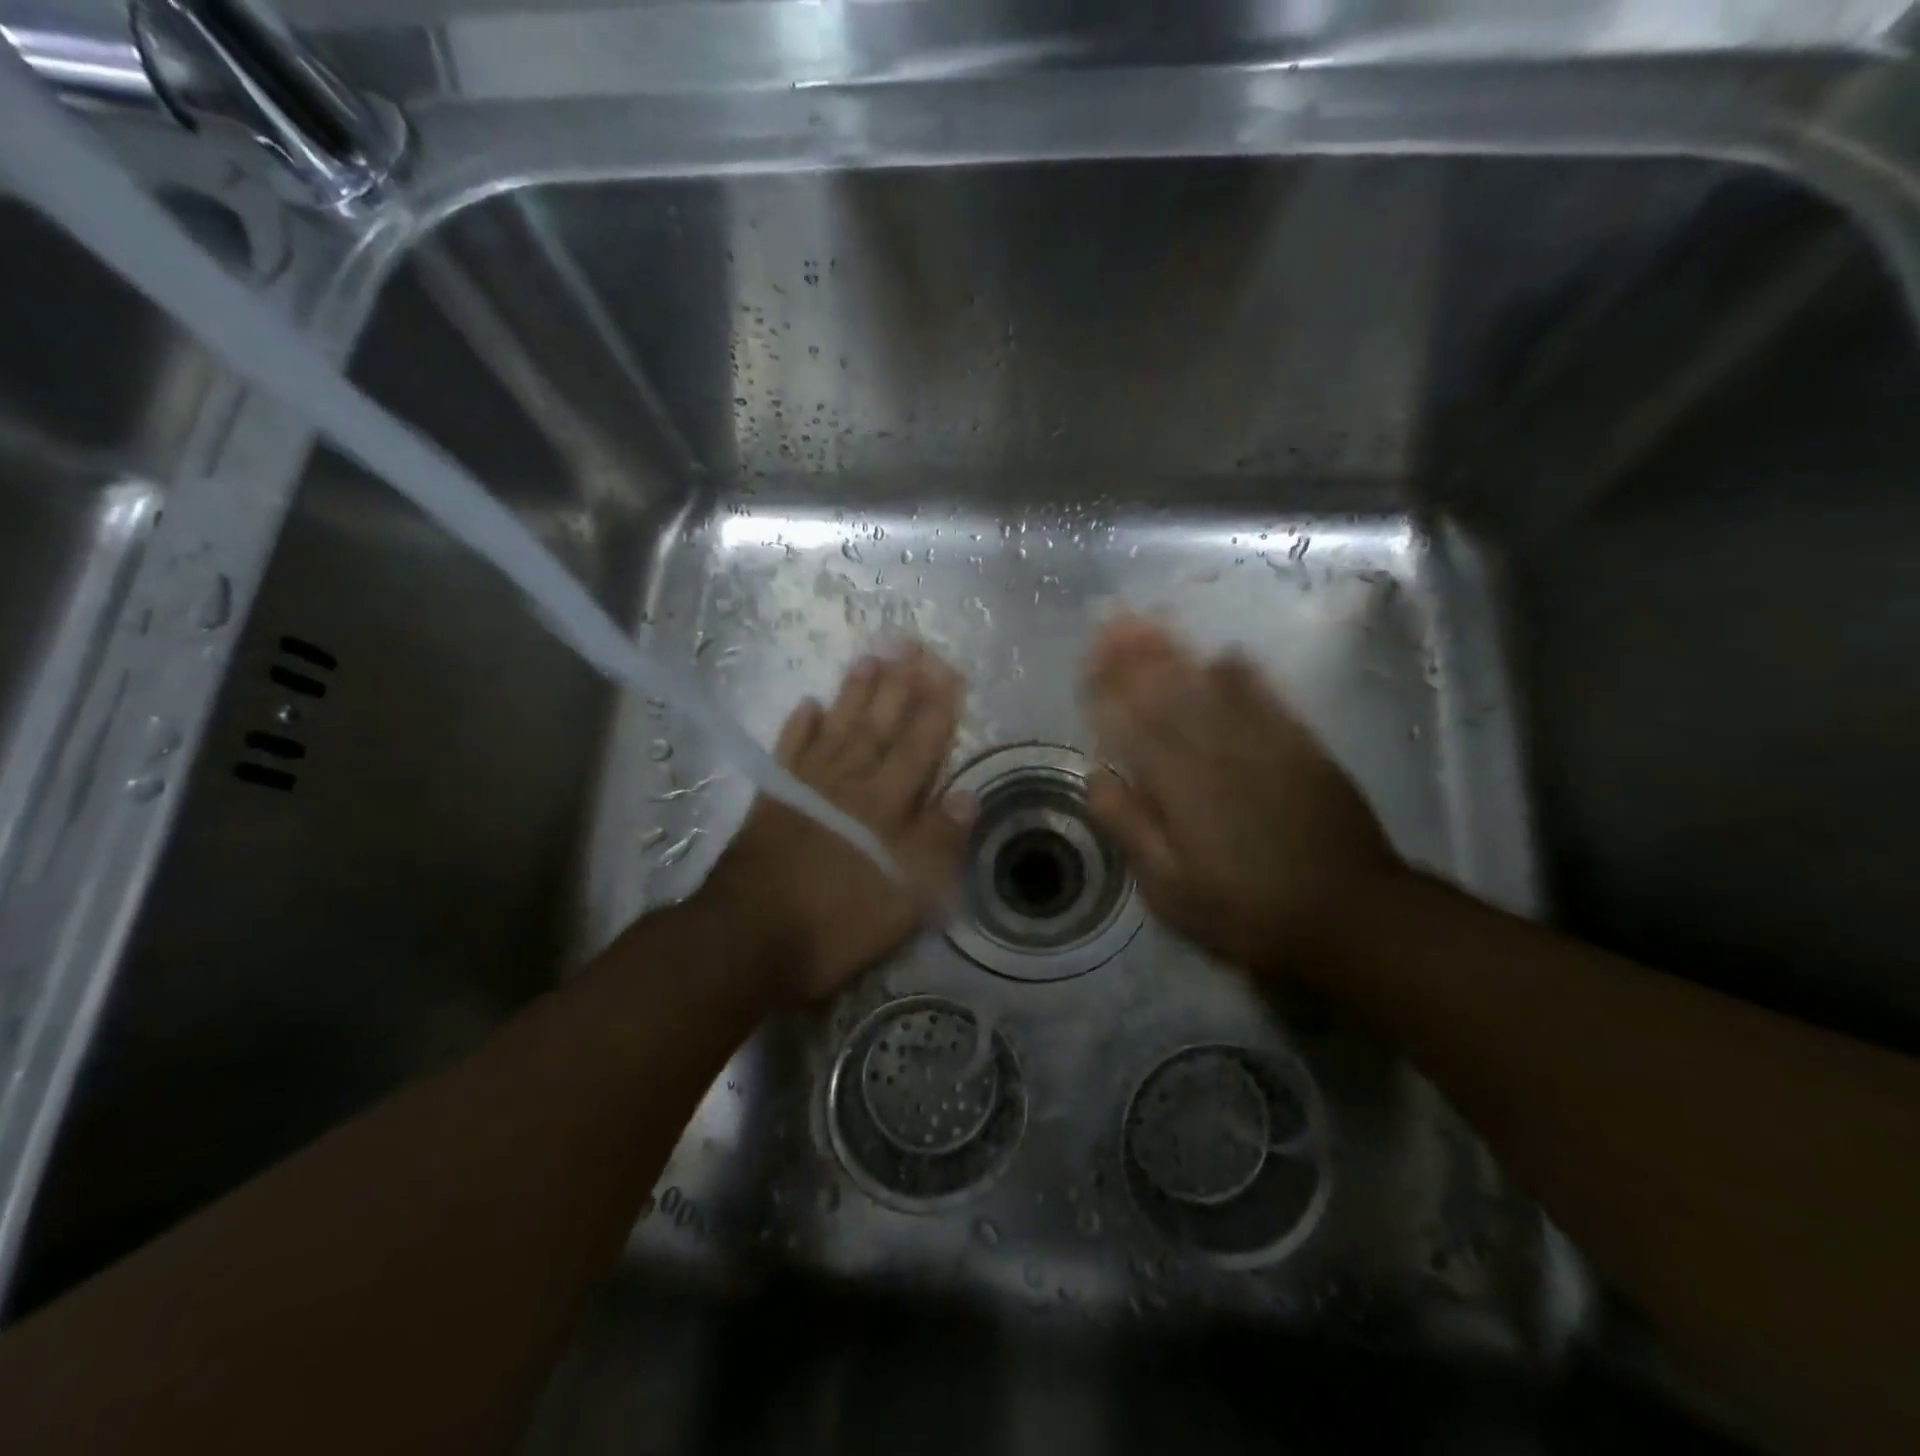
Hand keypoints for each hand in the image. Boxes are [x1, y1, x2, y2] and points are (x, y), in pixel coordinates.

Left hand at [707, 644, 973, 1005]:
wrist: (751, 936)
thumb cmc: (838, 922)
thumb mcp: (905, 898)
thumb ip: (937, 844)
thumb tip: (967, 795)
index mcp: (886, 806)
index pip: (920, 747)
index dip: (937, 710)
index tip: (950, 673)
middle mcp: (850, 784)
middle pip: (880, 726)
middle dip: (900, 685)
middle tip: (912, 644)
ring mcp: (807, 787)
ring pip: (838, 728)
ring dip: (855, 693)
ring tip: (869, 658)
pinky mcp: (773, 799)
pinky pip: (789, 752)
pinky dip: (798, 727)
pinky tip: (807, 703)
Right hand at [1082, 615, 1404, 979]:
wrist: (1350, 916)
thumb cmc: (1246, 911)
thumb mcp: (1171, 890)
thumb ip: (1131, 828)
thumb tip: (1096, 776)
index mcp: (1178, 785)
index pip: (1132, 722)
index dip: (1107, 688)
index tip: (1087, 660)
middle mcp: (1215, 751)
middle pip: (1168, 692)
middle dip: (1135, 654)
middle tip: (1112, 620)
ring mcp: (1263, 744)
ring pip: (1211, 686)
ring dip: (1178, 651)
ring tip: (1152, 620)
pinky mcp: (1303, 747)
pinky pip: (1268, 698)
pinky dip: (1245, 673)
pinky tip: (1227, 653)